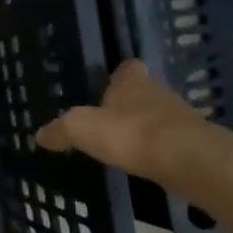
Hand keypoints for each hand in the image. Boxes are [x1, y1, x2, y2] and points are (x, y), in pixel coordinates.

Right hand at [34, 60, 218, 183]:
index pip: (128, 68)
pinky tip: (144, 164)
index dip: (119, 75)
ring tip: (125, 145)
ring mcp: (180, 120)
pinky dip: (157, 152)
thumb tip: (39, 135)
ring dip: (145, 129)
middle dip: (129, 104)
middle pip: (144, 93)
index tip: (108, 85)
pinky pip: (170, 144)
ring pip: (158, 118)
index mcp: (132, 82)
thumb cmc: (130, 133)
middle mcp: (159, 93)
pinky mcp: (192, 146)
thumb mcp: (81, 129)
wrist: (186, 161)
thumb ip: (60, 130)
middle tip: (110, 120)